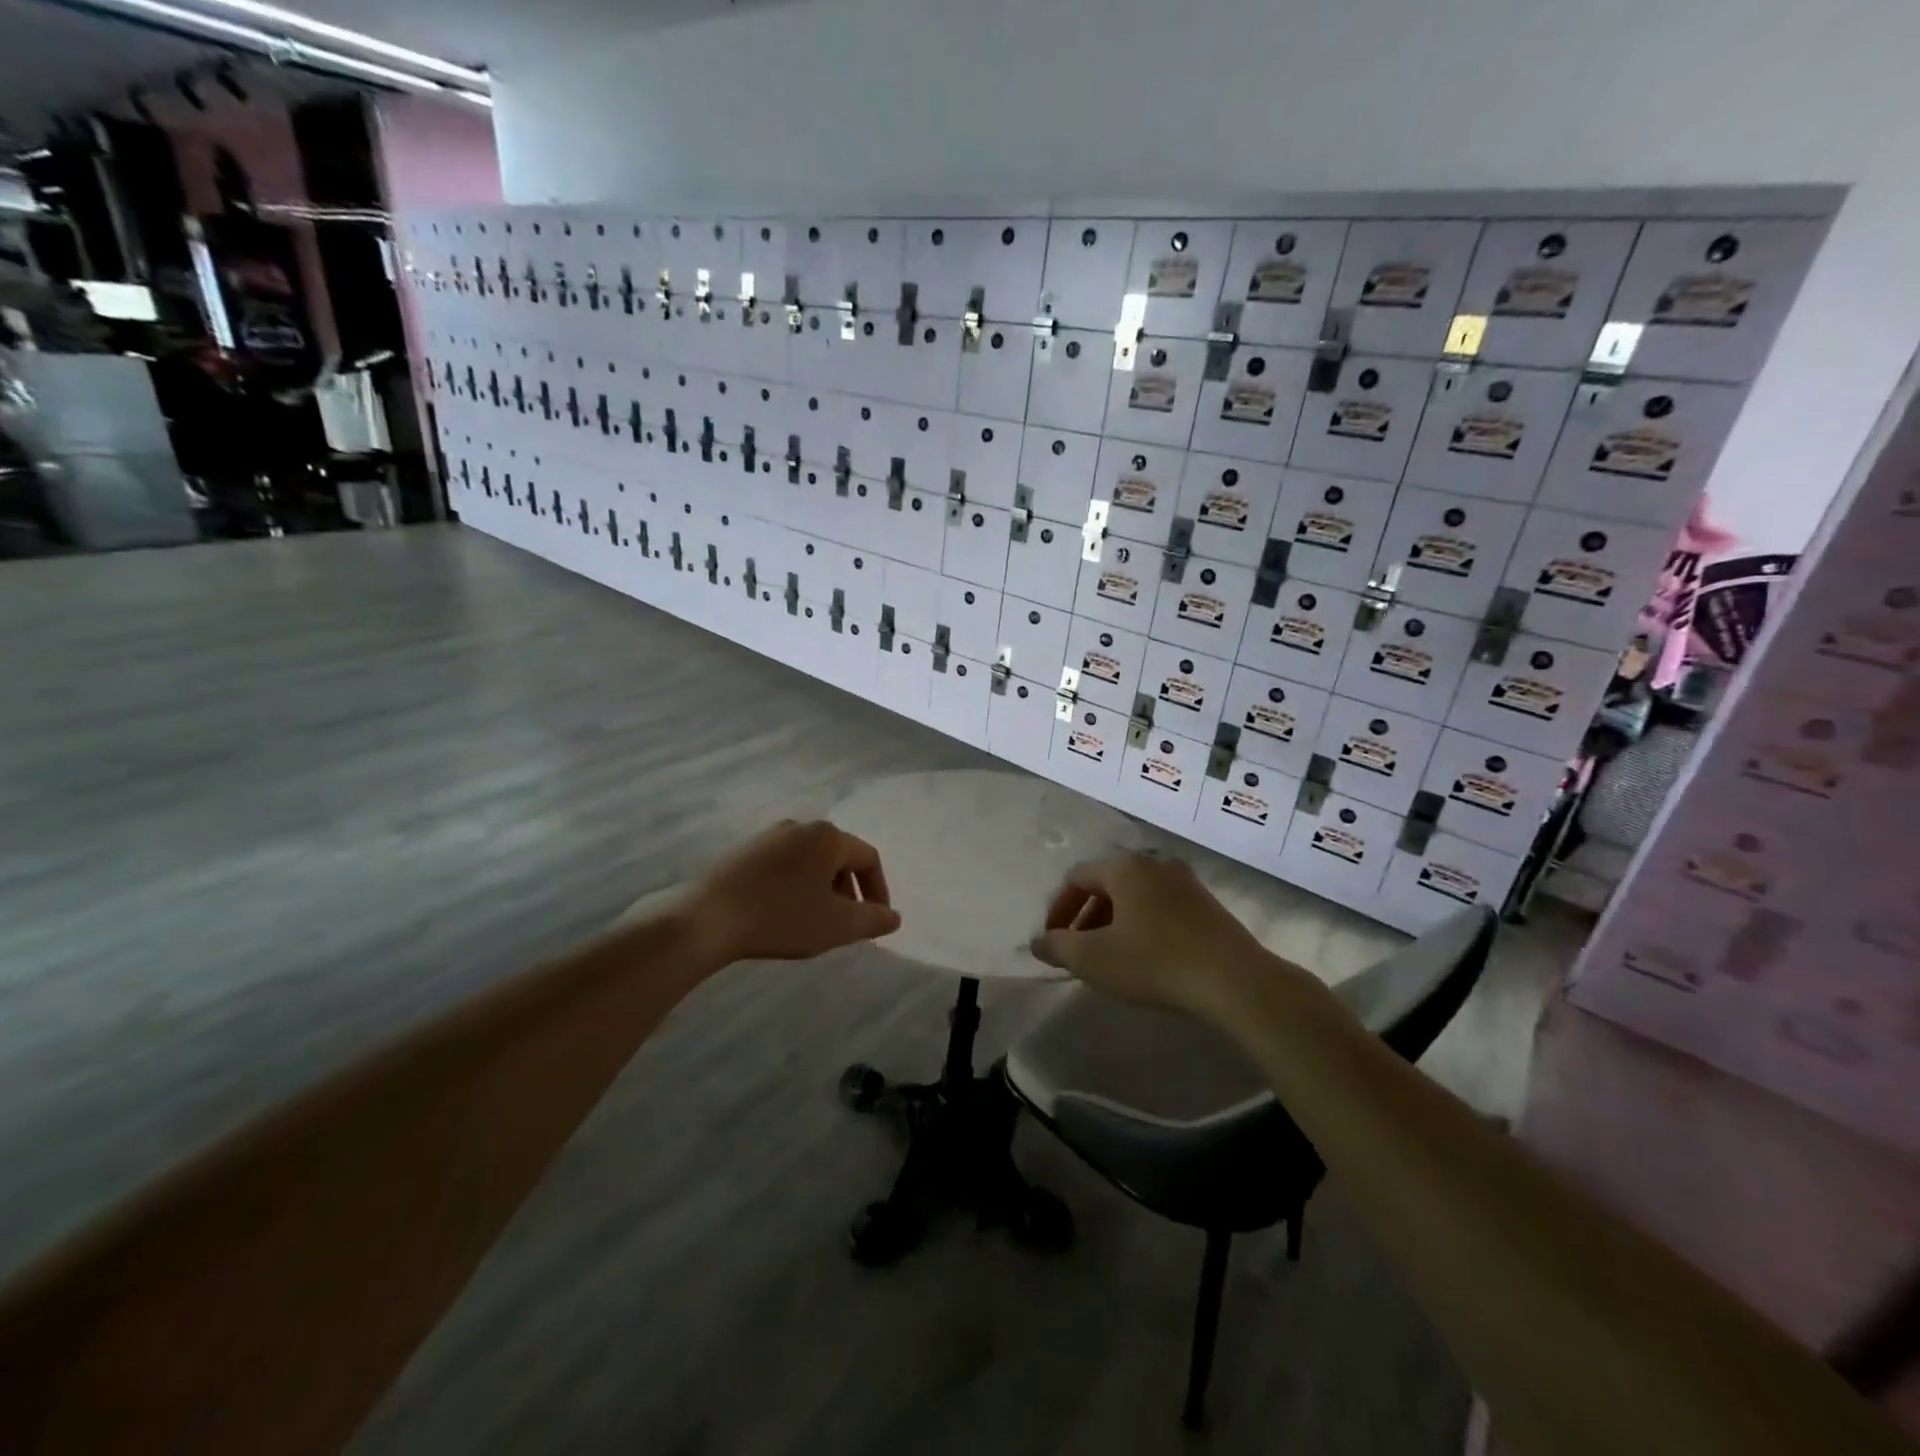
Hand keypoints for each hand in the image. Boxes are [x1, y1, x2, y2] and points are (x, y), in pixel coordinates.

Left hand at [682, 819, 900, 964]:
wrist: (707, 918)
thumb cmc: (781, 917)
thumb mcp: (836, 925)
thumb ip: (872, 920)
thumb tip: (894, 917)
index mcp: (828, 837)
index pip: (868, 857)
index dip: (878, 890)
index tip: (875, 919)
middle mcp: (800, 826)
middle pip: (838, 856)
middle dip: (848, 889)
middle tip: (844, 922)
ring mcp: (768, 835)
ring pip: (809, 860)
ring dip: (820, 888)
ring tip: (813, 920)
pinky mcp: (742, 850)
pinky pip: (782, 864)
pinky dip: (793, 885)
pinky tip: (780, 913)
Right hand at [1029, 854, 1278, 1018]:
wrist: (1234, 981)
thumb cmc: (1154, 962)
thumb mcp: (1094, 959)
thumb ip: (1058, 947)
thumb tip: (1038, 942)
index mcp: (1125, 868)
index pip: (1077, 877)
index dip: (1058, 908)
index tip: (1053, 940)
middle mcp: (1156, 865)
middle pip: (1108, 884)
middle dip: (1086, 916)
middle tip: (1078, 950)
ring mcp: (1186, 883)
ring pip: (1136, 896)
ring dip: (1114, 922)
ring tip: (1109, 956)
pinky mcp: (1208, 906)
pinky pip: (1161, 908)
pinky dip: (1142, 926)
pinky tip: (1145, 958)